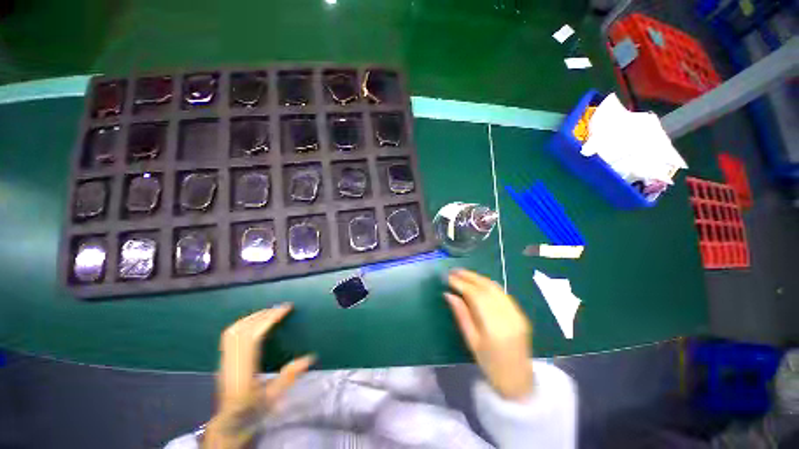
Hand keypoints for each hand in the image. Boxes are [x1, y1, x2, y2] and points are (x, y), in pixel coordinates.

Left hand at [203, 304, 314, 448]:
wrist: (228, 423)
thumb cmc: (251, 410)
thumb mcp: (273, 396)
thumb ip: (290, 376)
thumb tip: (311, 357)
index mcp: (243, 371)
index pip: (254, 336)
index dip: (270, 319)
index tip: (285, 309)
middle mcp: (231, 362)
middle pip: (244, 329)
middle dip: (264, 314)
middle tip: (281, 308)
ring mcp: (224, 360)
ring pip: (234, 330)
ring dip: (252, 317)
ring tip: (269, 312)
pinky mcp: (222, 360)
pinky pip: (229, 334)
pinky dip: (242, 322)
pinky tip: (253, 322)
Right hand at [445, 269, 533, 400]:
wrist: (518, 380)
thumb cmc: (490, 364)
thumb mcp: (471, 341)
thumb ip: (461, 314)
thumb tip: (448, 294)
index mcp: (494, 327)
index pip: (475, 296)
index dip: (461, 284)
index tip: (448, 277)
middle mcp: (508, 315)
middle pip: (486, 287)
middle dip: (468, 276)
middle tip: (454, 271)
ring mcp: (516, 313)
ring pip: (495, 287)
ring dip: (478, 277)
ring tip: (463, 273)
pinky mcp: (520, 312)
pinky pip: (502, 292)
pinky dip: (488, 284)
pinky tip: (478, 281)